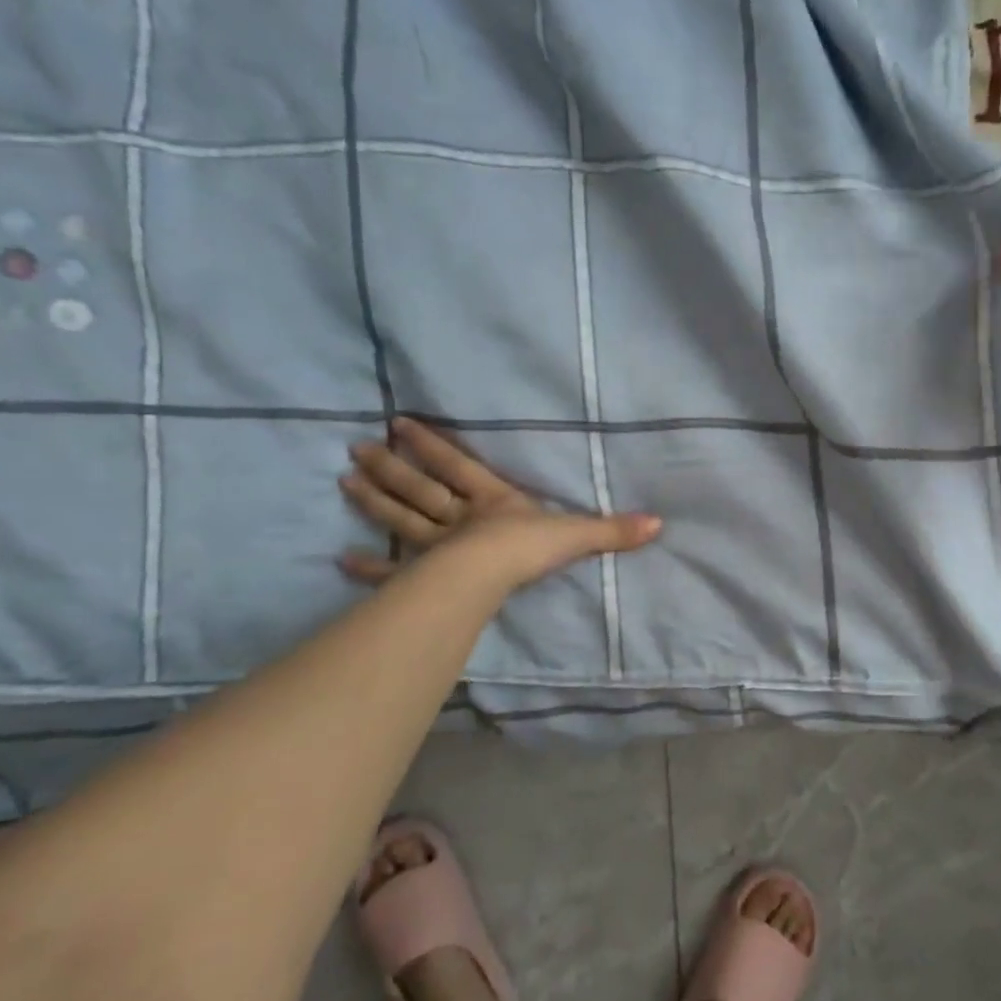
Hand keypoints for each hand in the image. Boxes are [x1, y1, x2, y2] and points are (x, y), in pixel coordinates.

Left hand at [338, 419, 660, 592]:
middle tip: (355, 447)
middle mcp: (459, 518)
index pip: (459, 466)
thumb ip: (612, 530)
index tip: (399, 422)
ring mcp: (436, 548)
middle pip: (420, 489)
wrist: (491, 575)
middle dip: (391, 468)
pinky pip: (393, 572)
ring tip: (344, 482)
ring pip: (402, 519)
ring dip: (374, 502)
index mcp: (492, 501)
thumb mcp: (577, 534)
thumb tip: (659, 523)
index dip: (432, 445)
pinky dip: (368, 568)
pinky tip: (341, 561)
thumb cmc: (529, 548)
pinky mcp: (423, 578)